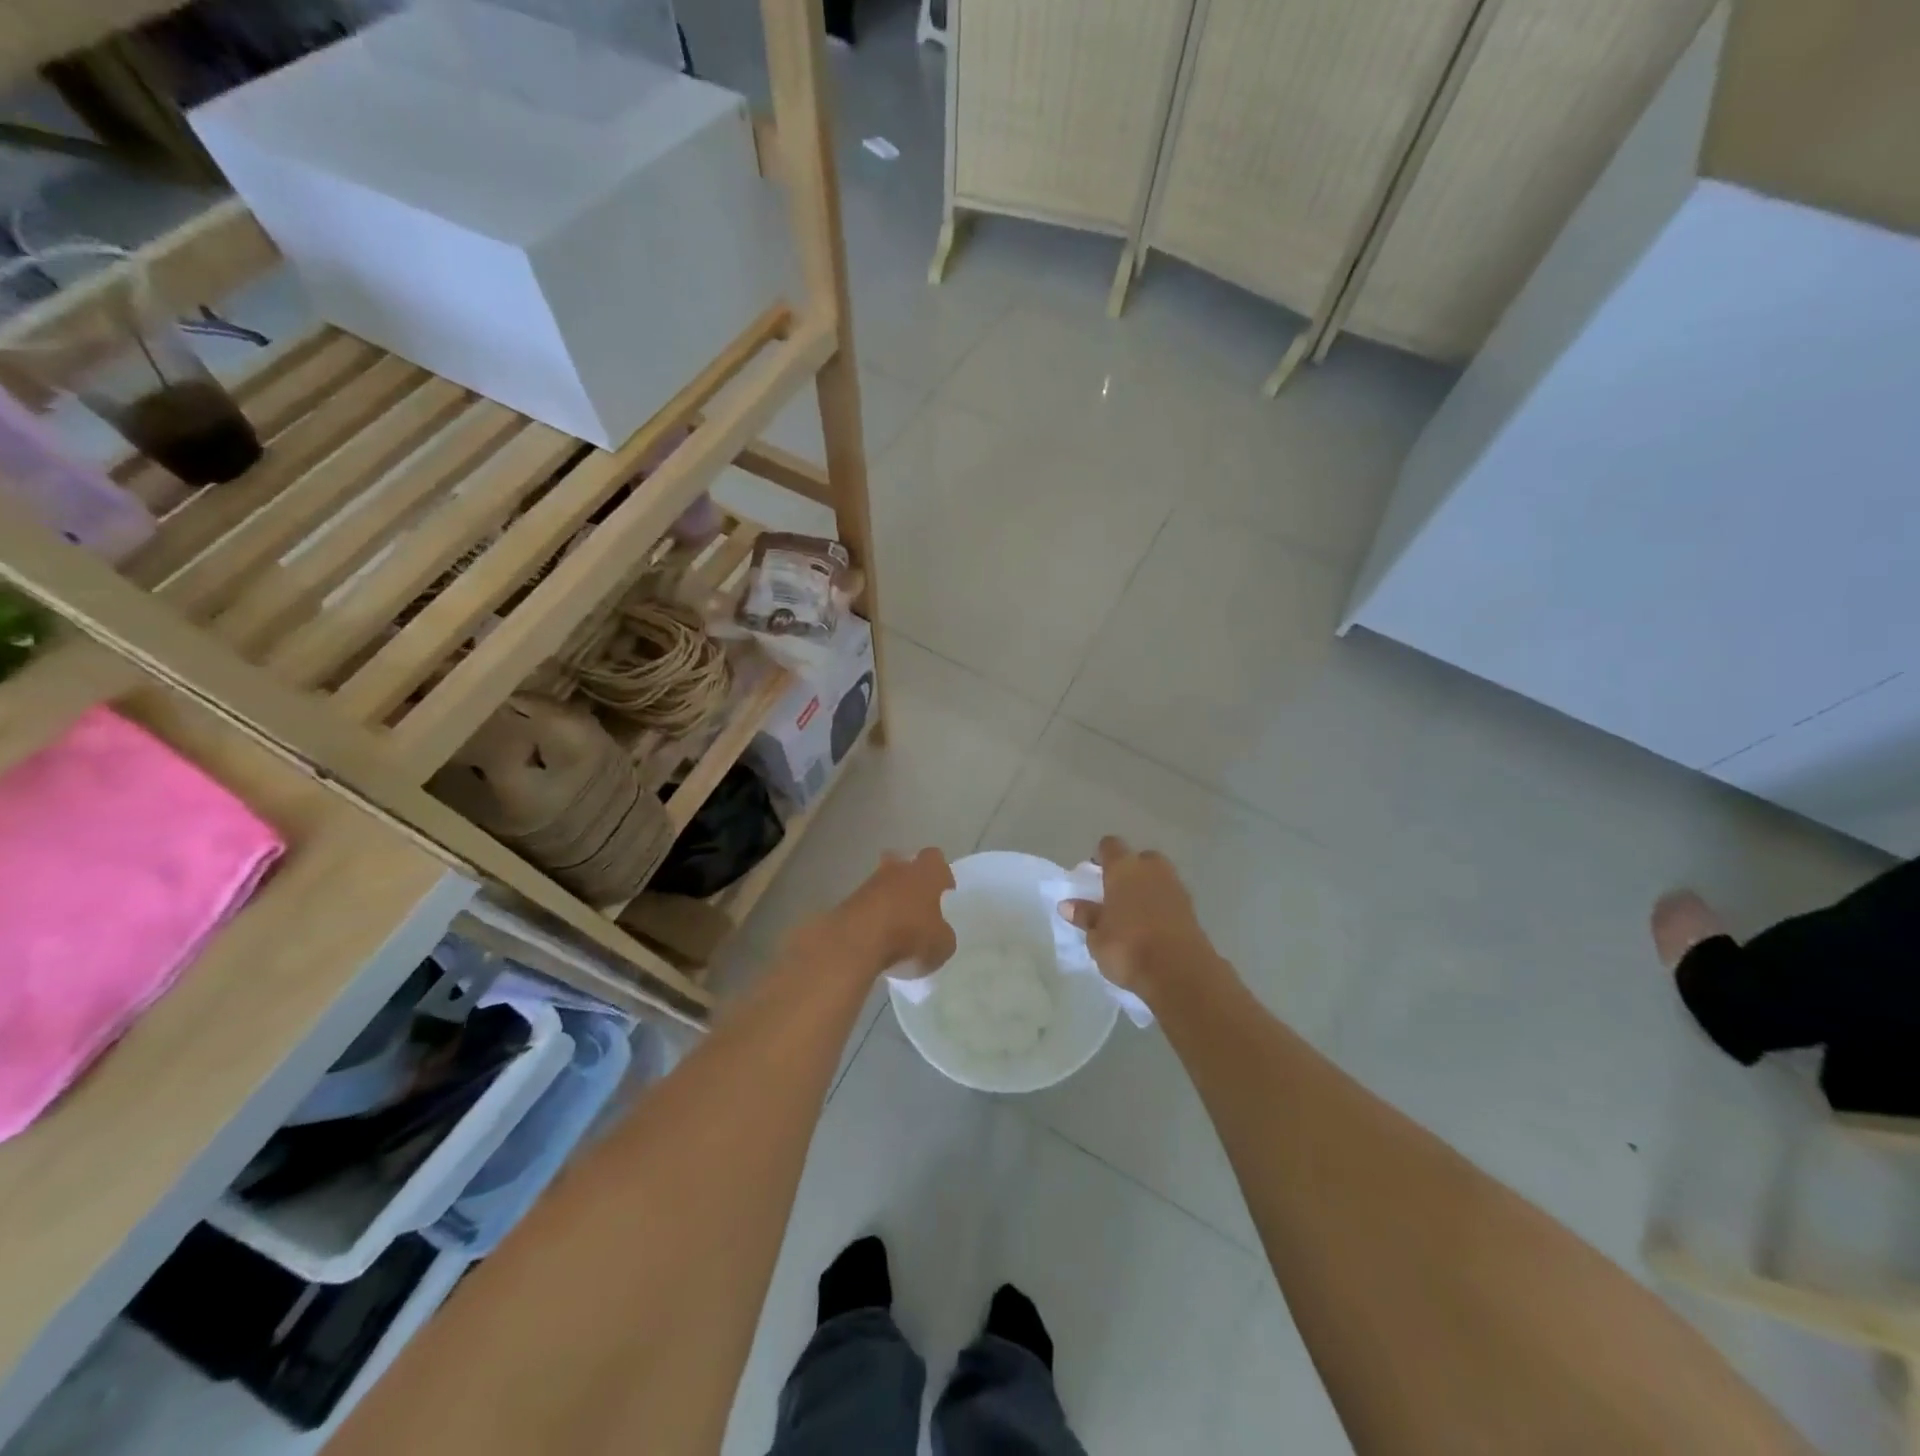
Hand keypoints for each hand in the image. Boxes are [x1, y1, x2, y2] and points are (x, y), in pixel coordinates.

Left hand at [828, 848, 956, 975]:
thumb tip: (941, 934)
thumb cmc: (909, 935)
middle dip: (910, 875)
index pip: (936, 859)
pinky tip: (877, 934)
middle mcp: (898, 870)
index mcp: (926, 873)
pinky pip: (866, 903)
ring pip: (883, 882)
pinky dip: (872, 914)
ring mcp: (869, 883)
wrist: (856, 940)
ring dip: (889, 896)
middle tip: (917, 898)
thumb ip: (944, 935)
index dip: (941, 873)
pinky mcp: (848, 900)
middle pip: (904, 861)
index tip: (945, 890)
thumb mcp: (942, 945)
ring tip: (896, 922)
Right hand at [1061, 836, 1219, 999]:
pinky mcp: (1192, 908)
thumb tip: (1067, 905)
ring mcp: (1175, 887)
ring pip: (1158, 877)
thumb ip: (1085, 916)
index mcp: (1123, 868)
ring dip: (1148, 888)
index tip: (1094, 872)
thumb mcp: (1097, 937)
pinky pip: (1171, 897)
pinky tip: (1152, 926)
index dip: (1102, 855)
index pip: (1110, 845)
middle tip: (1116, 893)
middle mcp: (1151, 869)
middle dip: (1130, 870)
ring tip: (1134, 913)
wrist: (1180, 972)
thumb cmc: (1128, 948)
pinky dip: (1162, 905)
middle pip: (1140, 858)